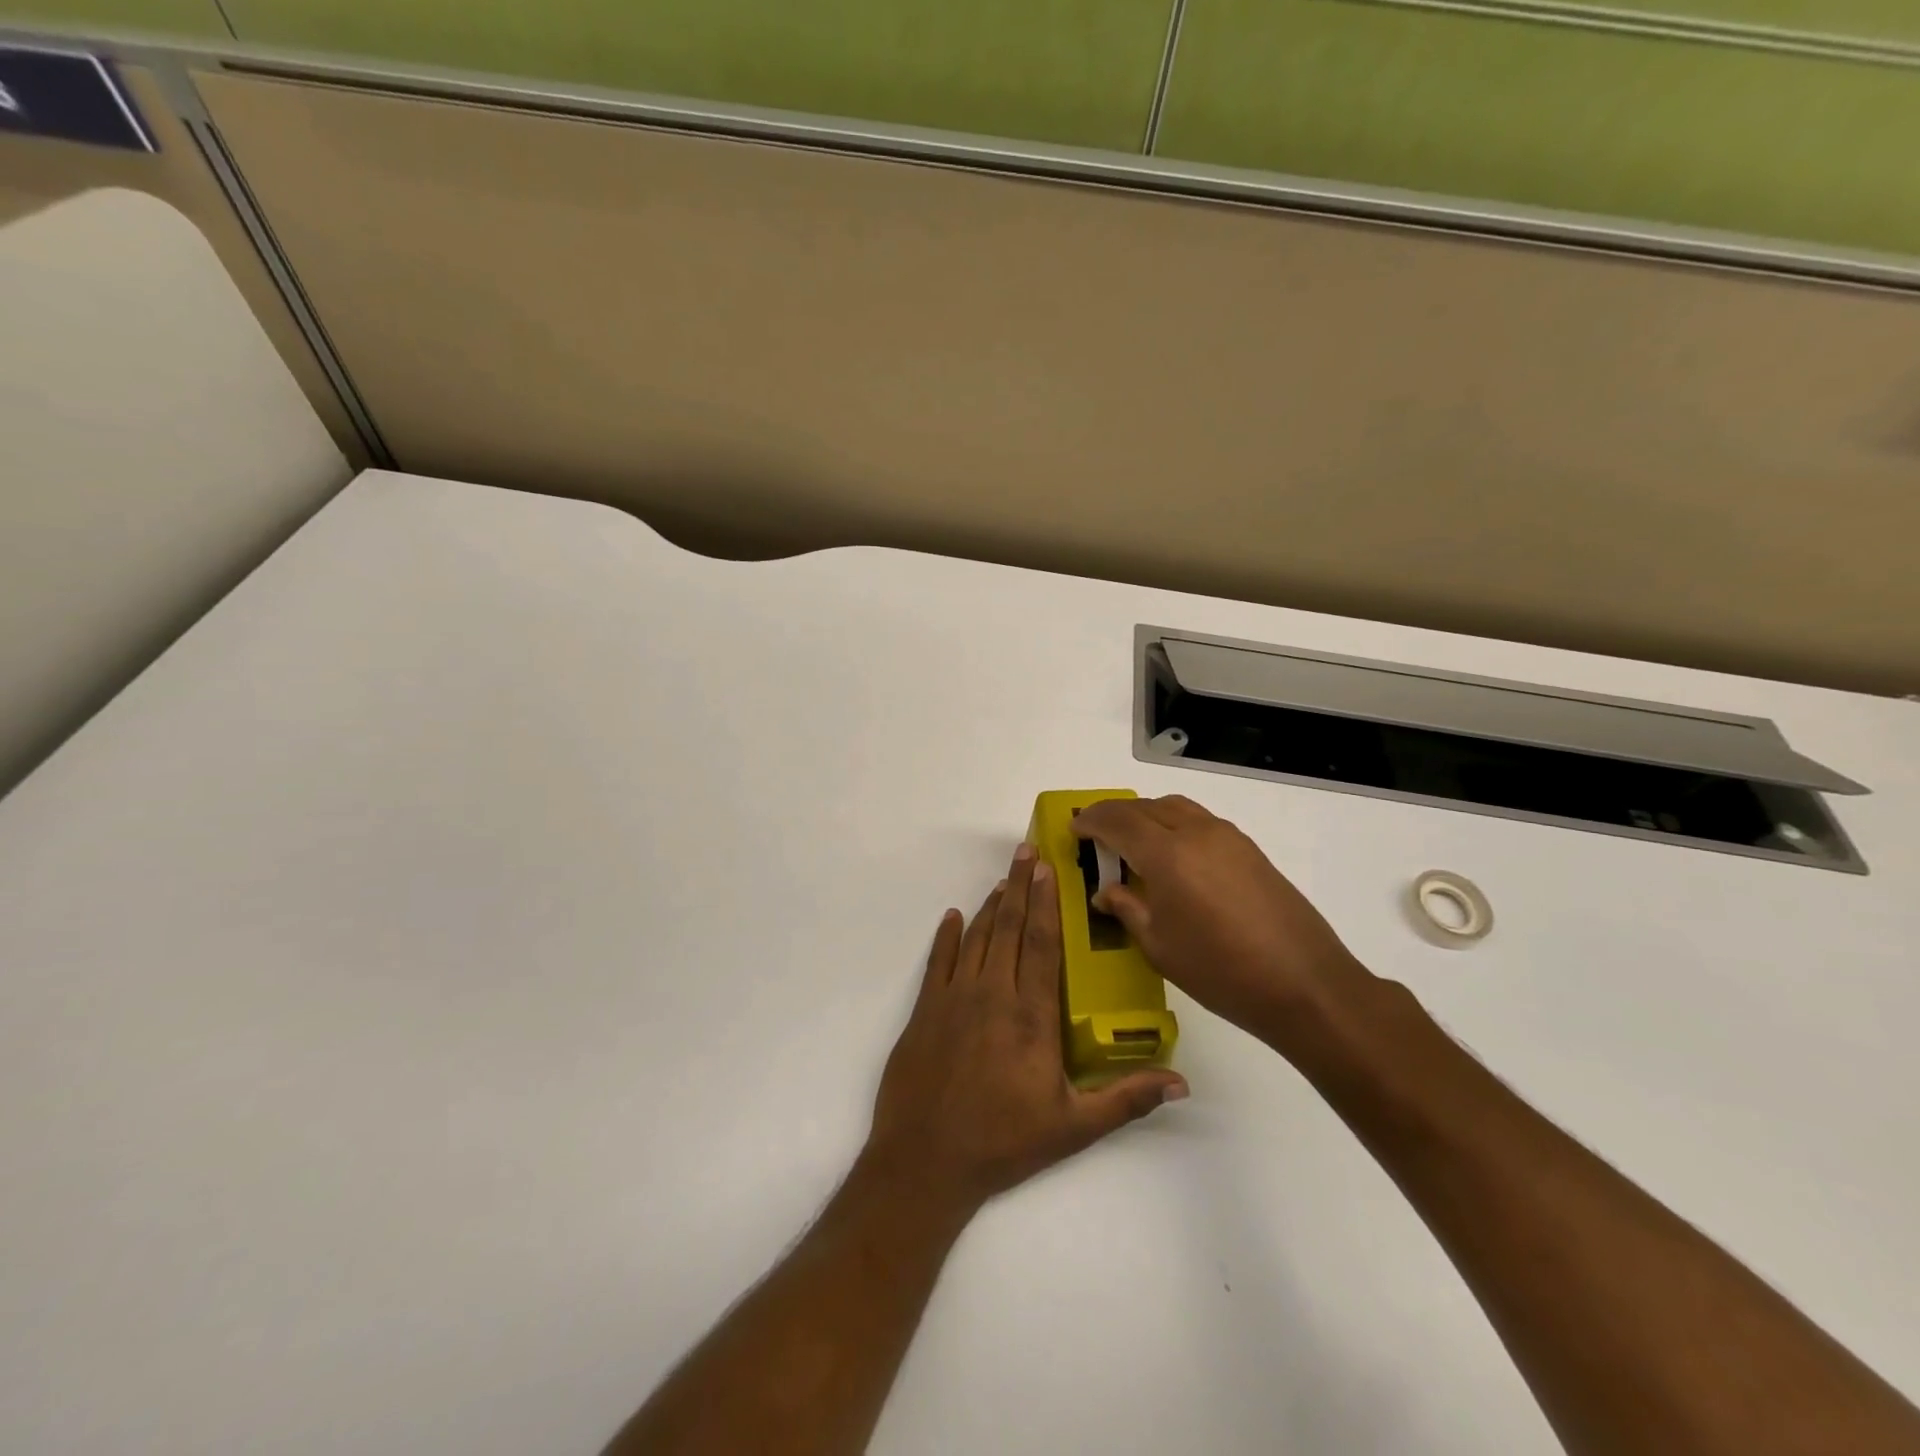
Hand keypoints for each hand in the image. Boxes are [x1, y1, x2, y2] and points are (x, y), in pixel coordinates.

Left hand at [865, 843, 1188, 1214]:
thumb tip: (1181, 1082)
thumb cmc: (1004, 1143)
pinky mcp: (925, 1010)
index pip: (1042, 944)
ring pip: (976, 938)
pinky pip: (938, 961)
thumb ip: (1126, 1099)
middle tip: (1026, 851)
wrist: (926, 1162)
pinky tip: (952, 916)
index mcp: (1032, 1016)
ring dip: (990, 905)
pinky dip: (945, 935)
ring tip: (1004, 878)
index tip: (1049, 869)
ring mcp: (954, 998)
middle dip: (1020, 886)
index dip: (1046, 903)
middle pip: (1009, 928)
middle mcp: (993, 994)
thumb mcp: (1073, 1127)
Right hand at [1071, 795, 1373, 1054]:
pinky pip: (1200, 822)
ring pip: (1176, 808)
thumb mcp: (1159, 946)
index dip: (1092, 821)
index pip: (1118, 820)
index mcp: (1167, 854)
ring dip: (1147, 815)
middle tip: (1097, 836)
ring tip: (1132, 843)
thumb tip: (1106, 892)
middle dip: (1115, 815)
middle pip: (1146, 806)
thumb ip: (1127, 909)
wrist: (1305, 985)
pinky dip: (1175, 825)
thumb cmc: (1220, 971)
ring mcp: (1228, 838)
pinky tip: (1173, 858)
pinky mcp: (1250, 850)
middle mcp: (1196, 833)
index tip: (1074, 830)